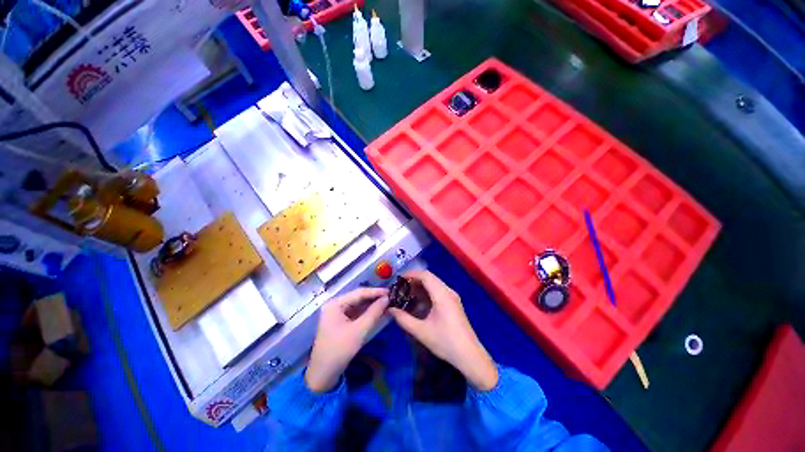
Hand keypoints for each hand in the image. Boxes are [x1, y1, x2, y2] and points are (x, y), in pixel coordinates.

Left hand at [305, 288, 388, 392]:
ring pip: (358, 305)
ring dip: (371, 305)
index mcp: (335, 304)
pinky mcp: (340, 322)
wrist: (323, 375)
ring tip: (387, 303)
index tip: (390, 291)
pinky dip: (367, 312)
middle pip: (358, 297)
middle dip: (374, 298)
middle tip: (390, 297)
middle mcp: (335, 305)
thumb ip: (374, 312)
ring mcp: (337, 313)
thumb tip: (387, 298)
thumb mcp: (359, 331)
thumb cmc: (339, 350)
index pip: (359, 293)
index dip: (375, 291)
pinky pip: (356, 313)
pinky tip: (377, 312)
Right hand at [388, 271, 498, 390]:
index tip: (398, 279)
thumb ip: (403, 319)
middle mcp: (448, 291)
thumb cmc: (445, 342)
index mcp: (442, 295)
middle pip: (430, 278)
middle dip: (414, 280)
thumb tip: (390, 309)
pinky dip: (427, 292)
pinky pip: (438, 291)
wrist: (469, 355)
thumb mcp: (421, 332)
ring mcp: (452, 297)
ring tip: (407, 294)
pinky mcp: (454, 303)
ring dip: (421, 286)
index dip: (411, 274)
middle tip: (400, 288)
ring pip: (434, 284)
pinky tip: (419, 302)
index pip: (425, 275)